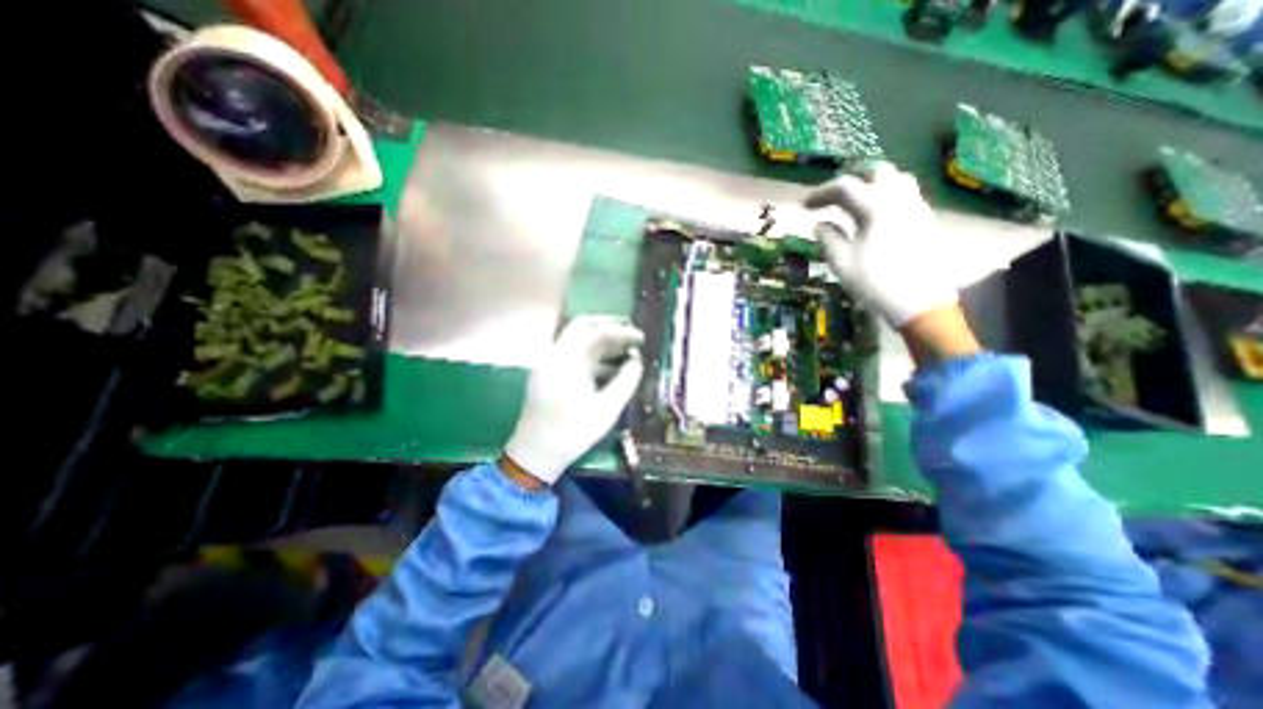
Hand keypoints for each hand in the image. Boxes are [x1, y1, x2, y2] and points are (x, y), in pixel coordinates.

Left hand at [500, 314, 640, 486]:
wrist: (535, 454)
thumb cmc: (572, 432)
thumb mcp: (607, 409)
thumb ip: (626, 381)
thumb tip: (637, 361)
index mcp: (566, 360)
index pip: (597, 332)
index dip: (622, 332)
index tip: (642, 338)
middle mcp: (555, 354)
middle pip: (583, 326)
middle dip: (609, 326)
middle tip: (631, 334)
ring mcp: (550, 363)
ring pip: (578, 340)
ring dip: (601, 341)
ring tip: (626, 350)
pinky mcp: (550, 373)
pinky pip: (574, 354)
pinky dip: (593, 355)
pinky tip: (611, 367)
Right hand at [808, 161, 957, 327]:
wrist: (919, 302)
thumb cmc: (875, 282)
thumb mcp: (841, 262)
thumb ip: (828, 237)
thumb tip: (820, 224)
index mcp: (876, 207)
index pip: (844, 187)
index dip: (820, 194)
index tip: (803, 206)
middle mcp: (899, 199)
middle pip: (874, 172)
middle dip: (848, 180)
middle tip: (829, 197)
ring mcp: (915, 207)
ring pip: (894, 179)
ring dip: (869, 183)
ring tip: (851, 201)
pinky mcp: (924, 219)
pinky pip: (904, 193)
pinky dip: (883, 194)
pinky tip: (872, 213)